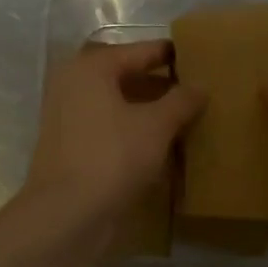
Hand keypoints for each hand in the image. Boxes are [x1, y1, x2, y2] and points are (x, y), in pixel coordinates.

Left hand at [24, 41, 203, 230]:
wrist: (66, 215)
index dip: (172, 55)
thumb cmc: (112, 157)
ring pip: (117, 102)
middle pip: (126, 75)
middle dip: (160, 83)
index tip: (201, 59)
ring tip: (184, 118)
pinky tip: (160, 143)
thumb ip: (181, 100)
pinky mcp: (69, 145)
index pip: (141, 51)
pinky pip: (108, 125)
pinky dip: (132, 129)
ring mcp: (67, 115)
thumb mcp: (157, 126)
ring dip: (148, 108)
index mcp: (92, 67)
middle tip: (195, 90)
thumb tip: (200, 86)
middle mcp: (74, 83)